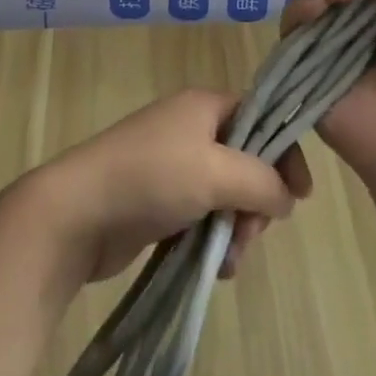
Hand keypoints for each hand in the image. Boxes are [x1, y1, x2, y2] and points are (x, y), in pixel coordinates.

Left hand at [38, 90, 313, 283]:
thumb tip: (286, 198)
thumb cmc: (151, 178)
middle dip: (256, 202)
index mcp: (203, 106)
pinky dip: (213, 241)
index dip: (284, 153)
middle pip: (247, 161)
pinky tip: (213, 268)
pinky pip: (202, 218)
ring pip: (226, 196)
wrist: (77, 213)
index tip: (299, 196)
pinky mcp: (159, 202)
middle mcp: (190, 130)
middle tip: (250, 234)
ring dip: (236, 229)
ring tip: (228, 259)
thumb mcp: (217, 172)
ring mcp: (172, 166)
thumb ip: (262, 181)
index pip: (261, 117)